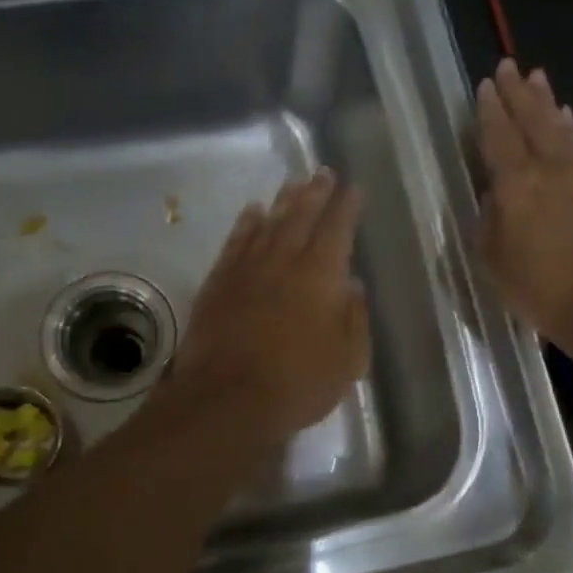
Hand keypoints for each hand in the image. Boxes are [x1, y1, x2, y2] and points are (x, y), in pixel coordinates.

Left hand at [168, 169, 369, 440]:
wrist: (227, 400)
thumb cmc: (297, 385)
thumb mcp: (347, 361)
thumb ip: (354, 319)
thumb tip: (353, 285)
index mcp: (320, 277)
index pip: (337, 230)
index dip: (346, 207)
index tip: (352, 188)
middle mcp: (284, 262)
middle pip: (301, 217)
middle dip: (315, 193)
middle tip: (322, 172)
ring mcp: (247, 270)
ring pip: (268, 224)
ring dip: (282, 201)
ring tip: (293, 182)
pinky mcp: (218, 283)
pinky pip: (235, 243)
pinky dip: (245, 224)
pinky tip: (252, 211)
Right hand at [476, 59, 572, 348]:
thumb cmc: (536, 287)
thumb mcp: (491, 257)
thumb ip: (489, 218)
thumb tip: (496, 195)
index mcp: (515, 184)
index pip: (498, 136)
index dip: (490, 110)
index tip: (486, 85)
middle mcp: (548, 169)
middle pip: (531, 121)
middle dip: (518, 92)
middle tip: (509, 66)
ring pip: (558, 128)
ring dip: (546, 101)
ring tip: (538, 76)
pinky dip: (569, 128)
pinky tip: (566, 117)